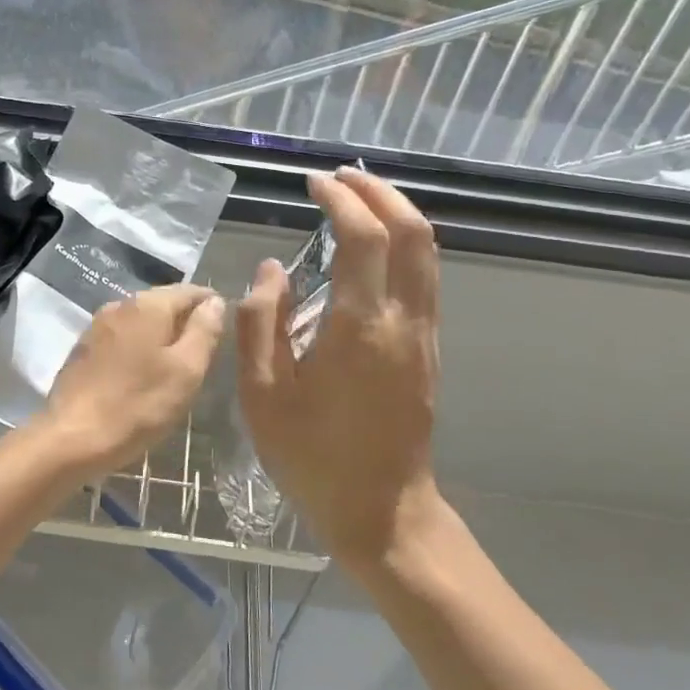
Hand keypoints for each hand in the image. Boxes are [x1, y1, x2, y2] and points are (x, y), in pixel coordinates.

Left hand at [37, 284, 227, 478]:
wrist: (72, 438)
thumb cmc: (138, 406)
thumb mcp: (186, 371)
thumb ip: (204, 331)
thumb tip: (215, 302)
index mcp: (148, 305)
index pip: (191, 291)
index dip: (212, 306)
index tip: (226, 331)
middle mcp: (120, 305)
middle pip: (164, 303)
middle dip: (186, 322)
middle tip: (205, 355)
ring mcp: (97, 326)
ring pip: (142, 322)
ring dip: (161, 337)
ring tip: (177, 367)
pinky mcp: (84, 348)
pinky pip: (122, 338)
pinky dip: (139, 349)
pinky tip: (144, 374)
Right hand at [237, 168, 443, 567]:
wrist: (382, 511)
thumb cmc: (314, 457)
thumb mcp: (263, 396)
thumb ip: (261, 323)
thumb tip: (271, 269)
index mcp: (361, 327)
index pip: (364, 238)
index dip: (341, 200)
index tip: (312, 183)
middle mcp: (404, 320)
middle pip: (413, 232)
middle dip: (379, 193)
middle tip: (341, 178)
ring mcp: (424, 334)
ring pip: (427, 252)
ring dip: (396, 214)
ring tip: (357, 198)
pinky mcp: (428, 348)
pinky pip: (424, 276)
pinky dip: (403, 243)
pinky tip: (372, 247)